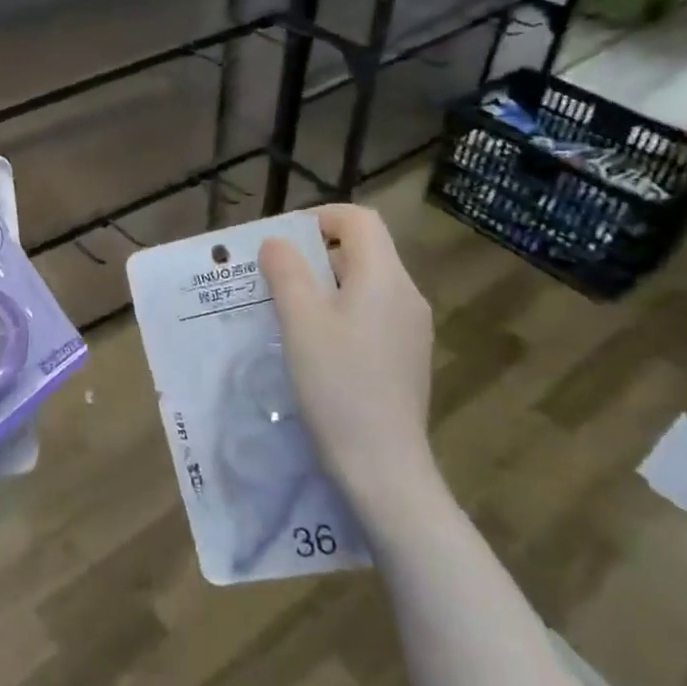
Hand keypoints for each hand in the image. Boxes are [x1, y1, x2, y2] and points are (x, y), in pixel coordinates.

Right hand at [258, 205, 436, 514]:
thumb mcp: (301, 322)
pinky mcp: (407, 358)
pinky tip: (315, 346)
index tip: (283, 242)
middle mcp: (407, 296)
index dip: (319, 218)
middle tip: (274, 278)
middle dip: (315, 255)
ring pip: (365, 285)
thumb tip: (277, 242)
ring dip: (325, 286)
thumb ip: (287, 272)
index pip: (359, 220)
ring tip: (287, 312)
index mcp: (385, 278)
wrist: (383, 468)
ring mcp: (411, 330)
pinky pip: (372, 315)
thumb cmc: (337, 385)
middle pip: (363, 251)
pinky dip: (341, 313)